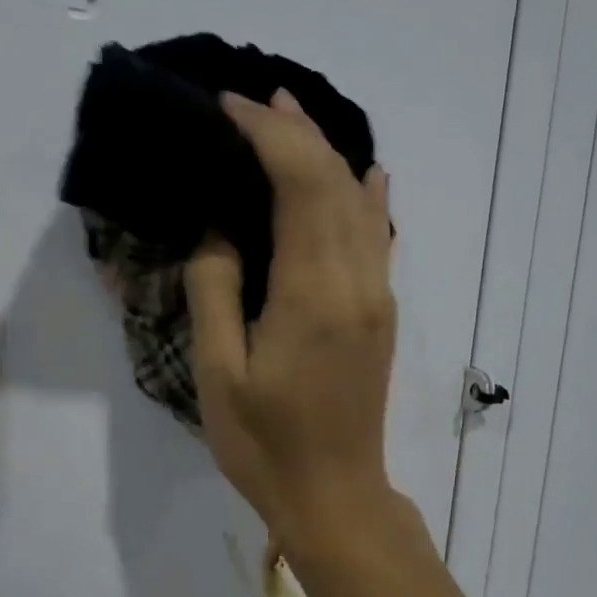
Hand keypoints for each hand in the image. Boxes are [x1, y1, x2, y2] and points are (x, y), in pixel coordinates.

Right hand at [185, 89, 397, 551]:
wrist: (335, 496)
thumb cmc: (265, 443)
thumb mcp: (220, 373)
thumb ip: (216, 290)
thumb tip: (220, 228)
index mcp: (313, 293)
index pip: (300, 185)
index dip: (268, 136)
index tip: (229, 109)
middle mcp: (357, 281)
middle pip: (336, 181)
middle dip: (296, 132)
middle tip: (255, 99)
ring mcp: (377, 294)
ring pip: (360, 202)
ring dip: (327, 154)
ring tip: (292, 118)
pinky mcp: (380, 310)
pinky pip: (378, 235)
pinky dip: (367, 195)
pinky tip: (366, 174)